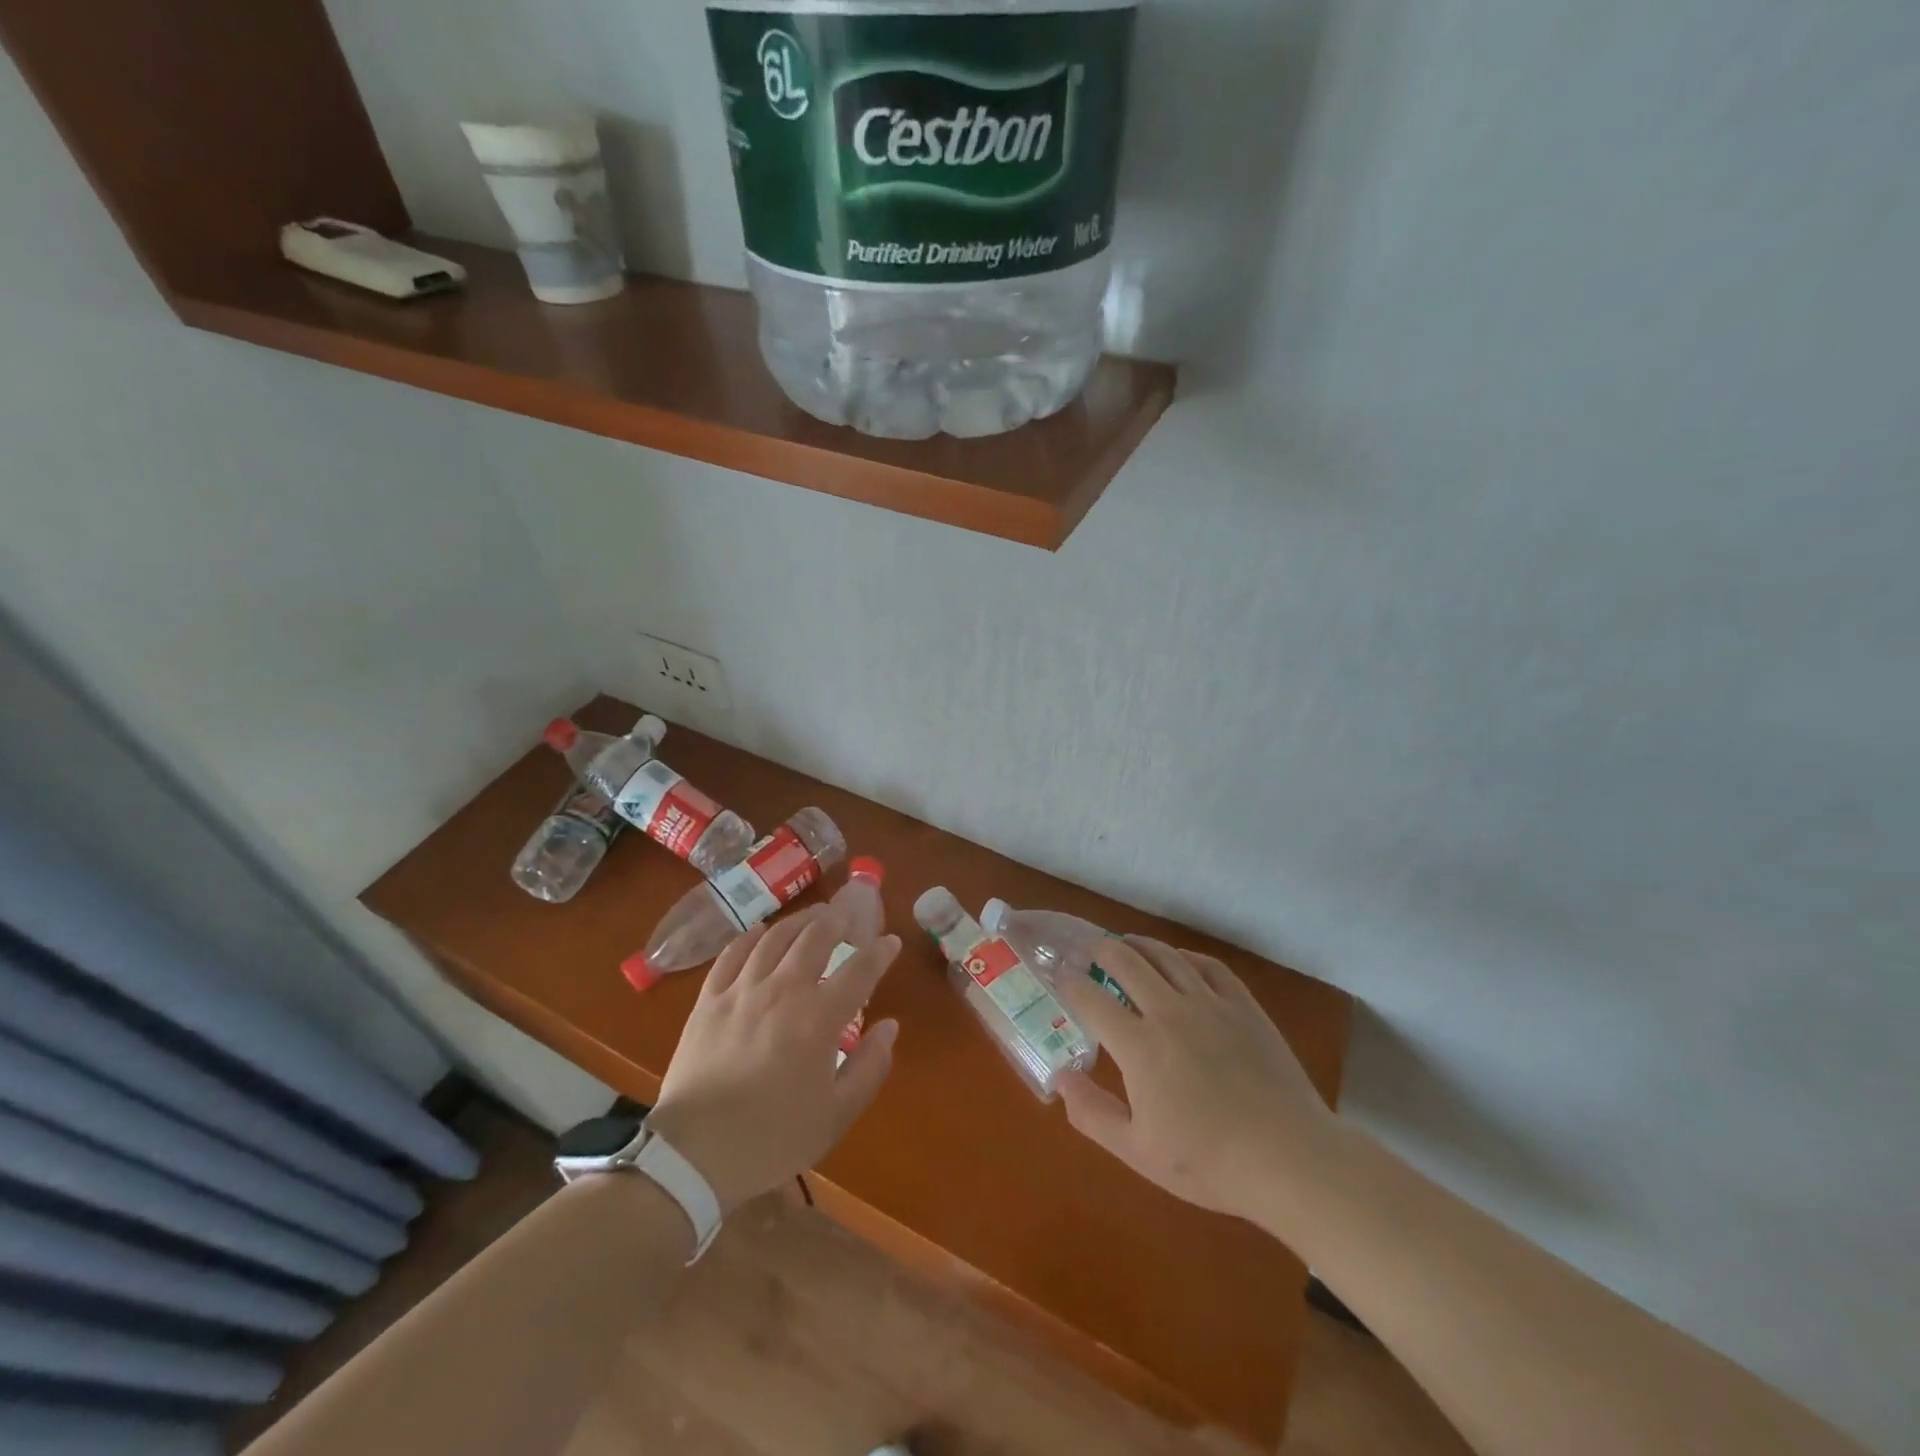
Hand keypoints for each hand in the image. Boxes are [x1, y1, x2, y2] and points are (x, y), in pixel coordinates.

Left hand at [647, 905, 900, 1211]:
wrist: (694, 1154)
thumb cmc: (773, 1137)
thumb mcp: (836, 1115)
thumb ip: (869, 1067)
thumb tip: (889, 1027)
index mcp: (819, 1018)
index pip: (860, 970)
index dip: (880, 952)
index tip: (891, 942)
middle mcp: (784, 990)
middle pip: (815, 937)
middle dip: (837, 921)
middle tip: (847, 917)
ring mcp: (742, 990)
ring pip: (775, 937)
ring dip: (799, 921)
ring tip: (812, 916)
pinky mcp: (709, 999)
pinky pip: (732, 954)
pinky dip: (751, 937)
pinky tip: (761, 932)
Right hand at [1051, 937, 1340, 1220]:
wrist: (1289, 1158)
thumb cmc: (1208, 1162)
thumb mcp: (1138, 1152)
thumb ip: (1092, 1114)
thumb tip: (1062, 1078)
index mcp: (1138, 1045)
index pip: (1091, 998)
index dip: (1069, 981)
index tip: (1058, 973)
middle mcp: (1169, 1011)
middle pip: (1125, 961)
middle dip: (1099, 949)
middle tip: (1087, 949)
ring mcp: (1210, 1004)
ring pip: (1166, 957)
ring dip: (1139, 945)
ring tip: (1125, 943)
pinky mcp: (1244, 1006)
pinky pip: (1209, 966)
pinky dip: (1186, 957)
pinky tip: (1180, 960)